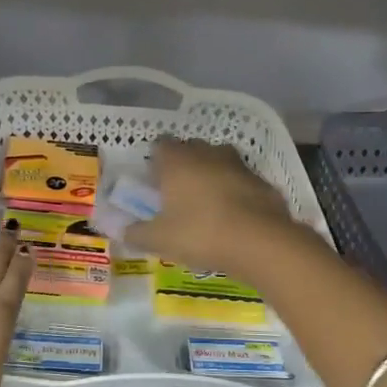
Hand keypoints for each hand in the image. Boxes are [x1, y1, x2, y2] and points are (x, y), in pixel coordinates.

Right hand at [127, 138, 299, 276]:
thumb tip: (124, 232)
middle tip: (178, 194)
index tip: (154, 183)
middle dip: (184, 165)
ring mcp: (238, 165)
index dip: (156, 161)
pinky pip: (241, 181)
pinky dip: (236, 192)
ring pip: (219, 162)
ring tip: (206, 205)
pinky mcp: (262, 181)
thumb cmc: (200, 233)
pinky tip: (234, 217)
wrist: (260, 242)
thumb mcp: (160, 240)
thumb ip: (138, 234)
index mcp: (177, 161)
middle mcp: (207, 154)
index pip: (160, 145)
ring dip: (212, 176)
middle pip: (191, 149)